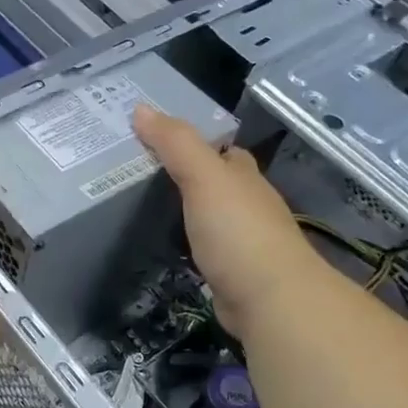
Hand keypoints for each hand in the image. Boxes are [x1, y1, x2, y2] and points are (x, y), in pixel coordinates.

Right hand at [133, 106, 321, 338]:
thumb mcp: (204, 178)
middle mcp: (247, 204)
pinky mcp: (231, 272)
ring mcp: (242, 241)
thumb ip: (176, 144)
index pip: (221, 150)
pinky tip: (165, 244)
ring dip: (185, 210)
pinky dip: (187, 243)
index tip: (155, 137)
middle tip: (138, 171)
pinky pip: (204, 248)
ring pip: (209, 216)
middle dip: (185, 175)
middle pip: (215, 182)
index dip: (193, 141)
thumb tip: (141, 108)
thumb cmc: (238, 232)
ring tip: (142, 205)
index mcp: (244, 176)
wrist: (269, 299)